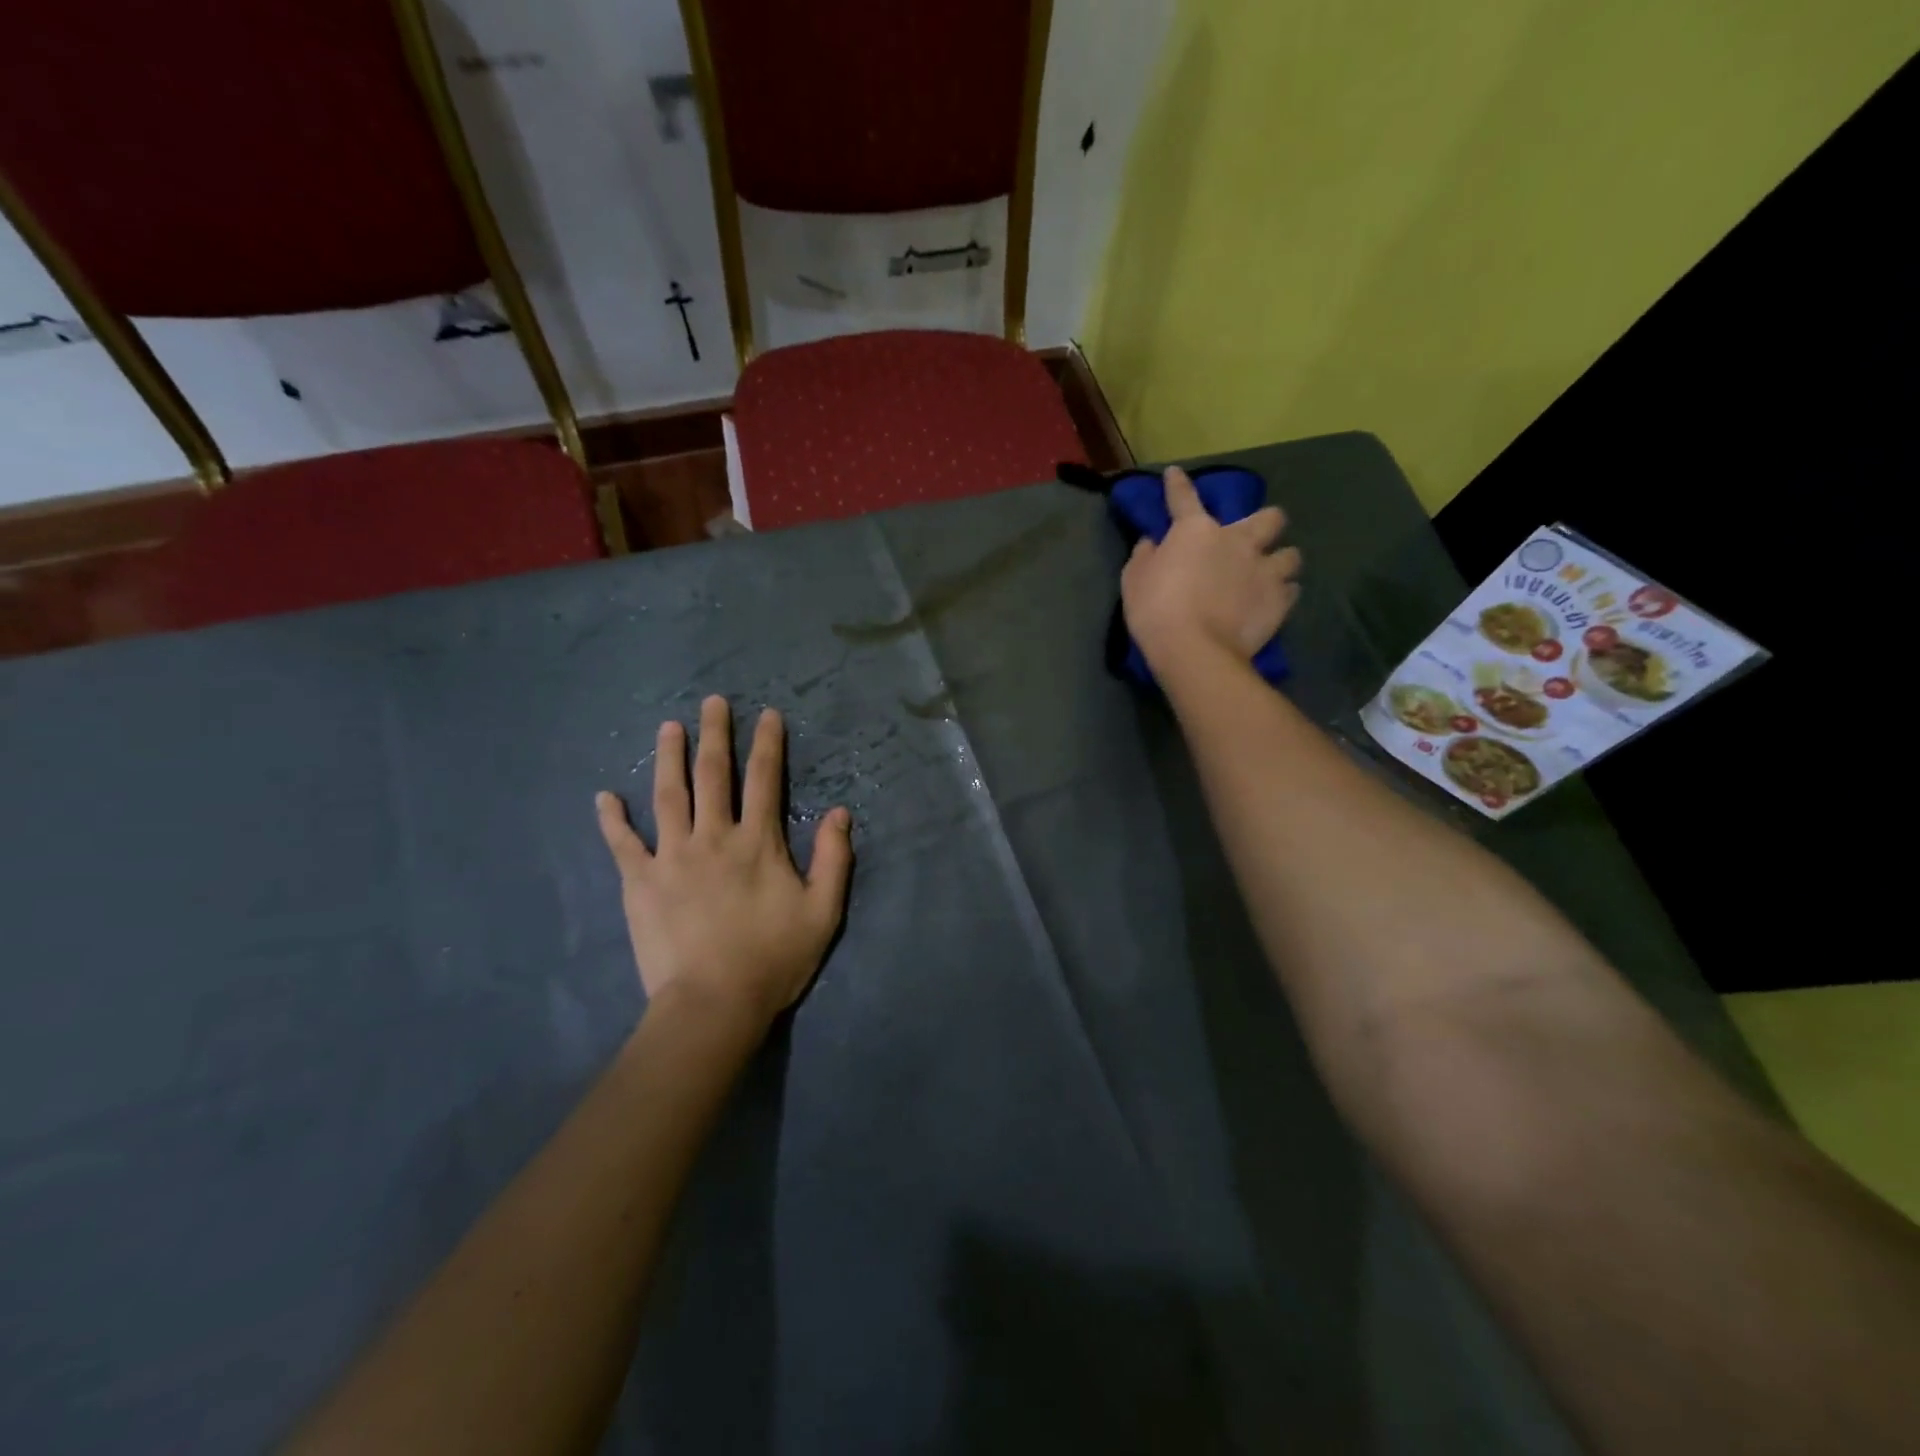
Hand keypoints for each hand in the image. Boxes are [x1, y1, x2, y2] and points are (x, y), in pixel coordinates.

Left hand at [596, 696, 852, 1032]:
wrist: (714, 1003)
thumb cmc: (774, 958)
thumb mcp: (823, 911)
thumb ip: (834, 858)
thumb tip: (839, 812)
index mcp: (757, 842)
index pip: (765, 780)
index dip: (767, 744)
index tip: (766, 715)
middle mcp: (713, 837)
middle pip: (713, 775)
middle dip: (715, 735)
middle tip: (712, 702)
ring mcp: (672, 857)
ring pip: (669, 796)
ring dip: (669, 758)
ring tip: (668, 728)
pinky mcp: (641, 883)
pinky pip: (623, 844)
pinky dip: (612, 820)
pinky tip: (604, 796)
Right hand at [1121, 466, 1301, 667]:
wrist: (1194, 650)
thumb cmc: (1156, 611)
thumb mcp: (1134, 580)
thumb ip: (1144, 556)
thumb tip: (1152, 542)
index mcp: (1196, 531)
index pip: (1184, 498)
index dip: (1178, 484)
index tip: (1176, 473)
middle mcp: (1238, 540)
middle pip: (1269, 518)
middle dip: (1265, 523)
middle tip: (1253, 539)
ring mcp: (1264, 570)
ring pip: (1291, 554)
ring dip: (1281, 560)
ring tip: (1271, 573)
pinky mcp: (1280, 600)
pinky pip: (1292, 590)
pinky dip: (1283, 593)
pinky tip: (1273, 600)